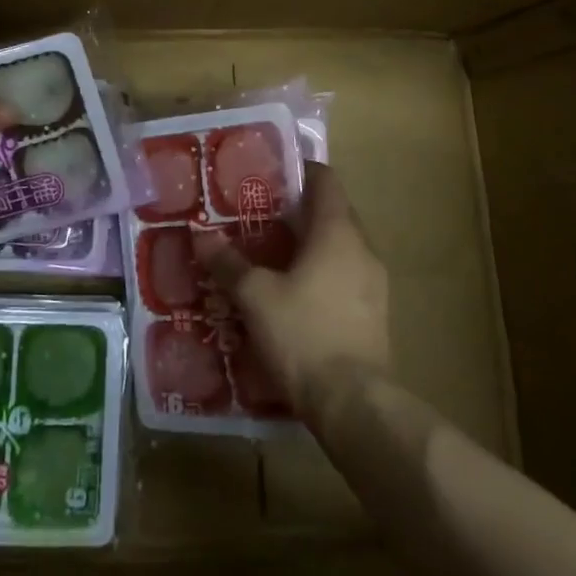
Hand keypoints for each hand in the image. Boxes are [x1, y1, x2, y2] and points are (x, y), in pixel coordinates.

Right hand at [193, 163, 390, 422]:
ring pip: (339, 248)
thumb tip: (200, 235)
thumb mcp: (255, 296)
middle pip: (332, 213)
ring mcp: (374, 283)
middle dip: (298, 212)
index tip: (270, 176)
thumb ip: (228, 263)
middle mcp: (362, 249)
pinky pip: (346, 277)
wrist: (354, 403)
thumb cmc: (303, 334)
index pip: (325, 180)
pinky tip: (294, 296)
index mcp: (337, 232)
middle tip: (259, 218)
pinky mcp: (375, 314)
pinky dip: (321, 274)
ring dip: (310, 246)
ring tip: (271, 256)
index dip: (299, 172)